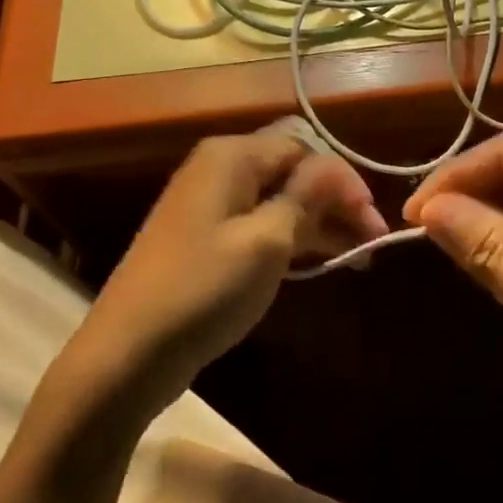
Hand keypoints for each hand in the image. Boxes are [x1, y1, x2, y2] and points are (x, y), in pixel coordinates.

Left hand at [64, 127, 386, 414]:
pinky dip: (293, 239)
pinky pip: (261, 224)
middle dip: (336, 203)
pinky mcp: (207, 239)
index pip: (304, 150)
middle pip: (293, 173)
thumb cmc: (204, 289)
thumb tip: (335, 168)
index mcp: (232, 157)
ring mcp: (211, 205)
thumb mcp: (267, 241)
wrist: (128, 352)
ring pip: (280, 201)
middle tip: (372, 243)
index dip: (343, 182)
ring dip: (320, 223)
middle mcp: (220, 170)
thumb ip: (307, 196)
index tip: (373, 223)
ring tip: (357, 257)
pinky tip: (320, 261)